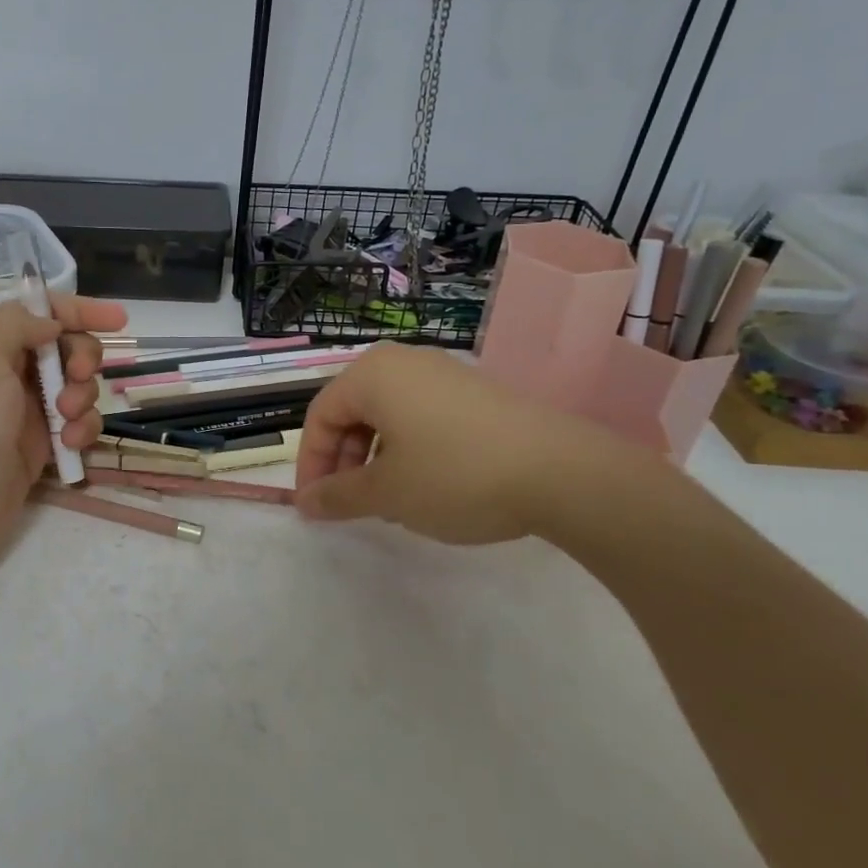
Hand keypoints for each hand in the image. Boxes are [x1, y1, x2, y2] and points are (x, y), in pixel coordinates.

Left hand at [0, 293, 125, 588]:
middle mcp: (6, 374)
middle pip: (66, 347)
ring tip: (66, 420)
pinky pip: (78, 424)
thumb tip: (52, 324)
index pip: (39, 313)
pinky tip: (69, 446)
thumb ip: (18, 324)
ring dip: (83, 397)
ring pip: (78, 387)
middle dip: (82, 358)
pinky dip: (81, 430)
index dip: (79, 311)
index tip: (119, 320)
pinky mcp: (42, 446)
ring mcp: (26, 411)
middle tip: (78, 376)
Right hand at [293, 343, 638, 545]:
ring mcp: (445, 374)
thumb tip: (305, 501)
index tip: (316, 505)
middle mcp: (405, 362)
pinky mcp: (476, 393)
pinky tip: (429, 485)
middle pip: (353, 411)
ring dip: (375, 458)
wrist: (562, 472)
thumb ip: (338, 496)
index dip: (311, 463)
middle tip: (351, 504)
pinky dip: (409, 449)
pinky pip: (422, 416)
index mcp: (373, 375)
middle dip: (344, 461)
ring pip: (388, 415)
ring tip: (390, 500)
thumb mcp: (387, 493)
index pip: (321, 415)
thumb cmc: (455, 475)